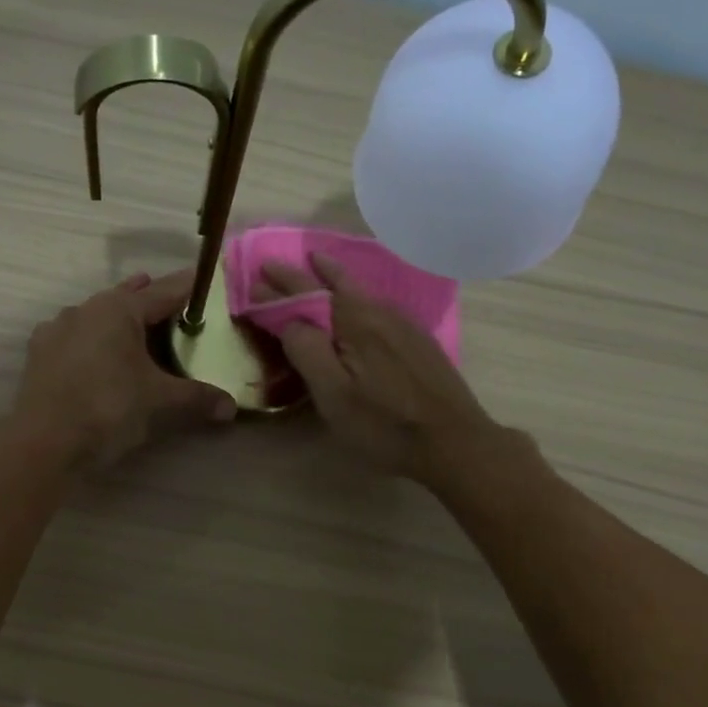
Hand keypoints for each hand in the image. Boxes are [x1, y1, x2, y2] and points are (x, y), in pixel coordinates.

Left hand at [10, 270, 235, 467]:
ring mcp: (57, 329)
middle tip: (174, 302)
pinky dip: (92, 340)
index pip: (164, 291)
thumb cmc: (109, 408)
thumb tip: (231, 407)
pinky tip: (97, 354)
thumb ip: (197, 398)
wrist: (45, 442)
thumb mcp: (160, 402)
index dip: (188, 287)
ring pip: (97, 315)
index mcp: (119, 309)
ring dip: (119, 318)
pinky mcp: (40, 354)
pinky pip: (75, 336)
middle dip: (150, 298)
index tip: (205, 280)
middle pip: (127, 297)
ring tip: (137, 326)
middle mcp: (86, 309)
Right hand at [259, 254, 502, 482]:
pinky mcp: (417, 339)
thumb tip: (288, 318)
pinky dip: (355, 292)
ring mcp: (403, 324)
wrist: (454, 441)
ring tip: (316, 265)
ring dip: (332, 276)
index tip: (254, 280)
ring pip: (360, 290)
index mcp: (354, 321)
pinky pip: (376, 303)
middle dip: (303, 273)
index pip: (306, 293)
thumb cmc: (384, 424)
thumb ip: (307, 350)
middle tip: (275, 265)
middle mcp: (378, 311)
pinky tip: (357, 300)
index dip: (278, 287)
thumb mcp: (334, 395)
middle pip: (335, 283)